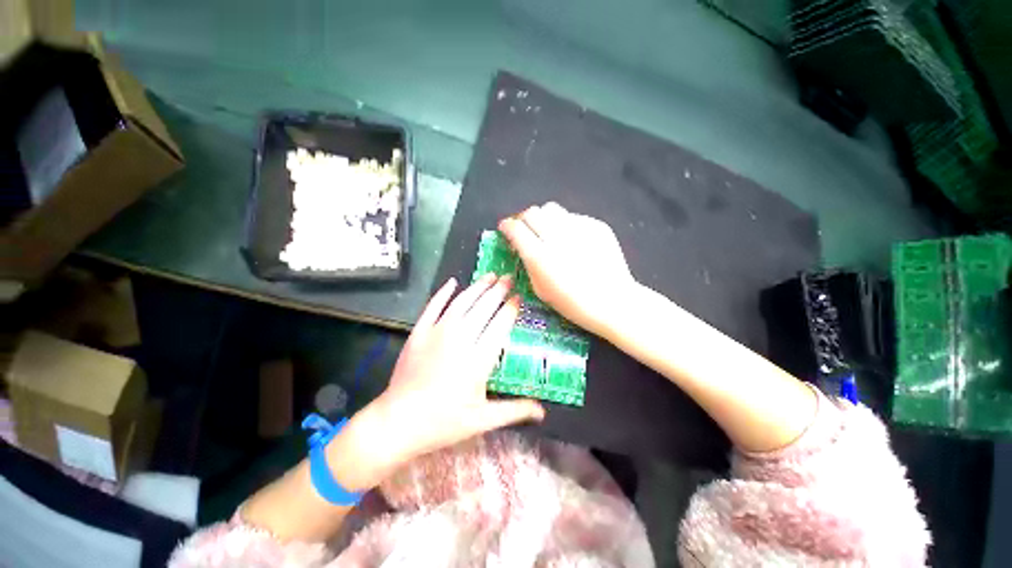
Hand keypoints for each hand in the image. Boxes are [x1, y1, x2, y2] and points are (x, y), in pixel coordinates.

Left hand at [329, 275, 544, 489]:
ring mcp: (437, 332)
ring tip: (490, 275)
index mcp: (479, 359)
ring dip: (478, 287)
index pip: (500, 325)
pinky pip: (433, 305)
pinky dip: (443, 292)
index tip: (519, 297)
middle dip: (499, 291)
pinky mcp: (419, 332)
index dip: (511, 308)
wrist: (398, 422)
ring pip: (462, 302)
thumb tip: (543, 413)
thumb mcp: (483, 420)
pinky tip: (453, 282)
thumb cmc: (444, 422)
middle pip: (484, 308)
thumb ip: (515, 410)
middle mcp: (460, 339)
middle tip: (510, 278)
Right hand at [499, 202, 636, 336]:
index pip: (516, 228)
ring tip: (548, 231)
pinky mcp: (596, 225)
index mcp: (540, 256)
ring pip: (551, 208)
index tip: (505, 228)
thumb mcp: (541, 290)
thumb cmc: (573, 303)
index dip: (507, 225)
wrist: (613, 301)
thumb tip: (521, 246)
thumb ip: (528, 263)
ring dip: (543, 218)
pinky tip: (572, 240)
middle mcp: (557, 237)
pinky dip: (565, 225)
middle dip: (523, 219)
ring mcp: (579, 228)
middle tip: (525, 230)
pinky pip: (572, 216)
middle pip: (532, 212)